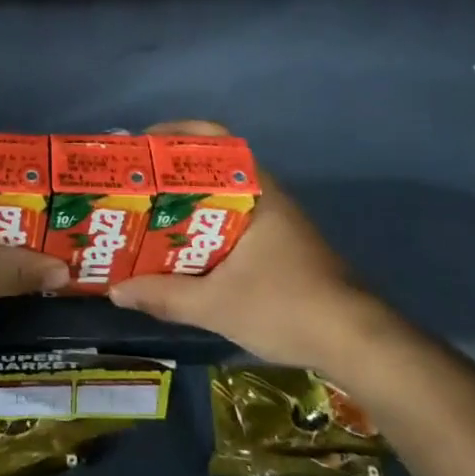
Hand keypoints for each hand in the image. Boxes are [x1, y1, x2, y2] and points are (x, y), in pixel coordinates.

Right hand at [108, 121, 394, 371]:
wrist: (358, 342)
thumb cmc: (287, 307)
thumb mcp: (217, 305)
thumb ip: (164, 296)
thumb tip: (116, 291)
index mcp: (254, 191)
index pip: (213, 138)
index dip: (175, 133)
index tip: (140, 147)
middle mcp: (265, 195)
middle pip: (211, 166)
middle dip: (170, 172)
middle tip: (133, 187)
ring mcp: (276, 220)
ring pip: (221, 196)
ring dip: (186, 202)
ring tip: (147, 217)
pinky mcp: (280, 245)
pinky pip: (232, 219)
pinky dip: (204, 224)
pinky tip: (182, 249)